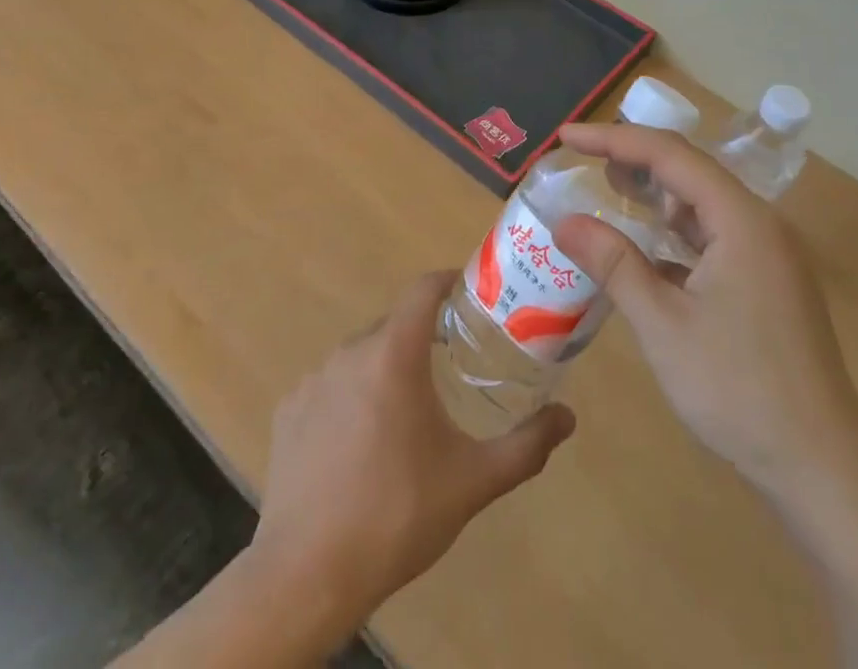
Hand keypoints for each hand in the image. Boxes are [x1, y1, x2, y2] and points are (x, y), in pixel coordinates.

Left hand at [248, 270, 575, 641]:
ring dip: (387, 370)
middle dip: (424, 338)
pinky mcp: (288, 409)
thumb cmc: (397, 516)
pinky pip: (331, 386)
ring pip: (362, 356)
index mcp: (394, 354)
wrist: (307, 575)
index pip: (423, 289)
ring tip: (408, 413)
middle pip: (395, 325)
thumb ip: (526, 445)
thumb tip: (568, 417)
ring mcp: (313, 379)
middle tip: (452, 366)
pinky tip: (360, 445)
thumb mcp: (473, 481)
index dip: (448, 282)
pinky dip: (351, 398)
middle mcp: (350, 351)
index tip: (471, 295)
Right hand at [551, 124, 857, 500]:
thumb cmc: (739, 390)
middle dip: (634, 160)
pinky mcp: (768, 285)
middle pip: (689, 171)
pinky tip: (646, 251)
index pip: (669, 154)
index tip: (566, 137)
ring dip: (655, 196)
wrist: (823, 472)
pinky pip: (714, 238)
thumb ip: (613, 263)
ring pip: (703, 205)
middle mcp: (760, 225)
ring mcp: (769, 256)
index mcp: (742, 219)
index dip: (613, 138)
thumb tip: (564, 221)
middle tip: (581, 160)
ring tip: (608, 191)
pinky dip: (675, 234)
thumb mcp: (663, 324)